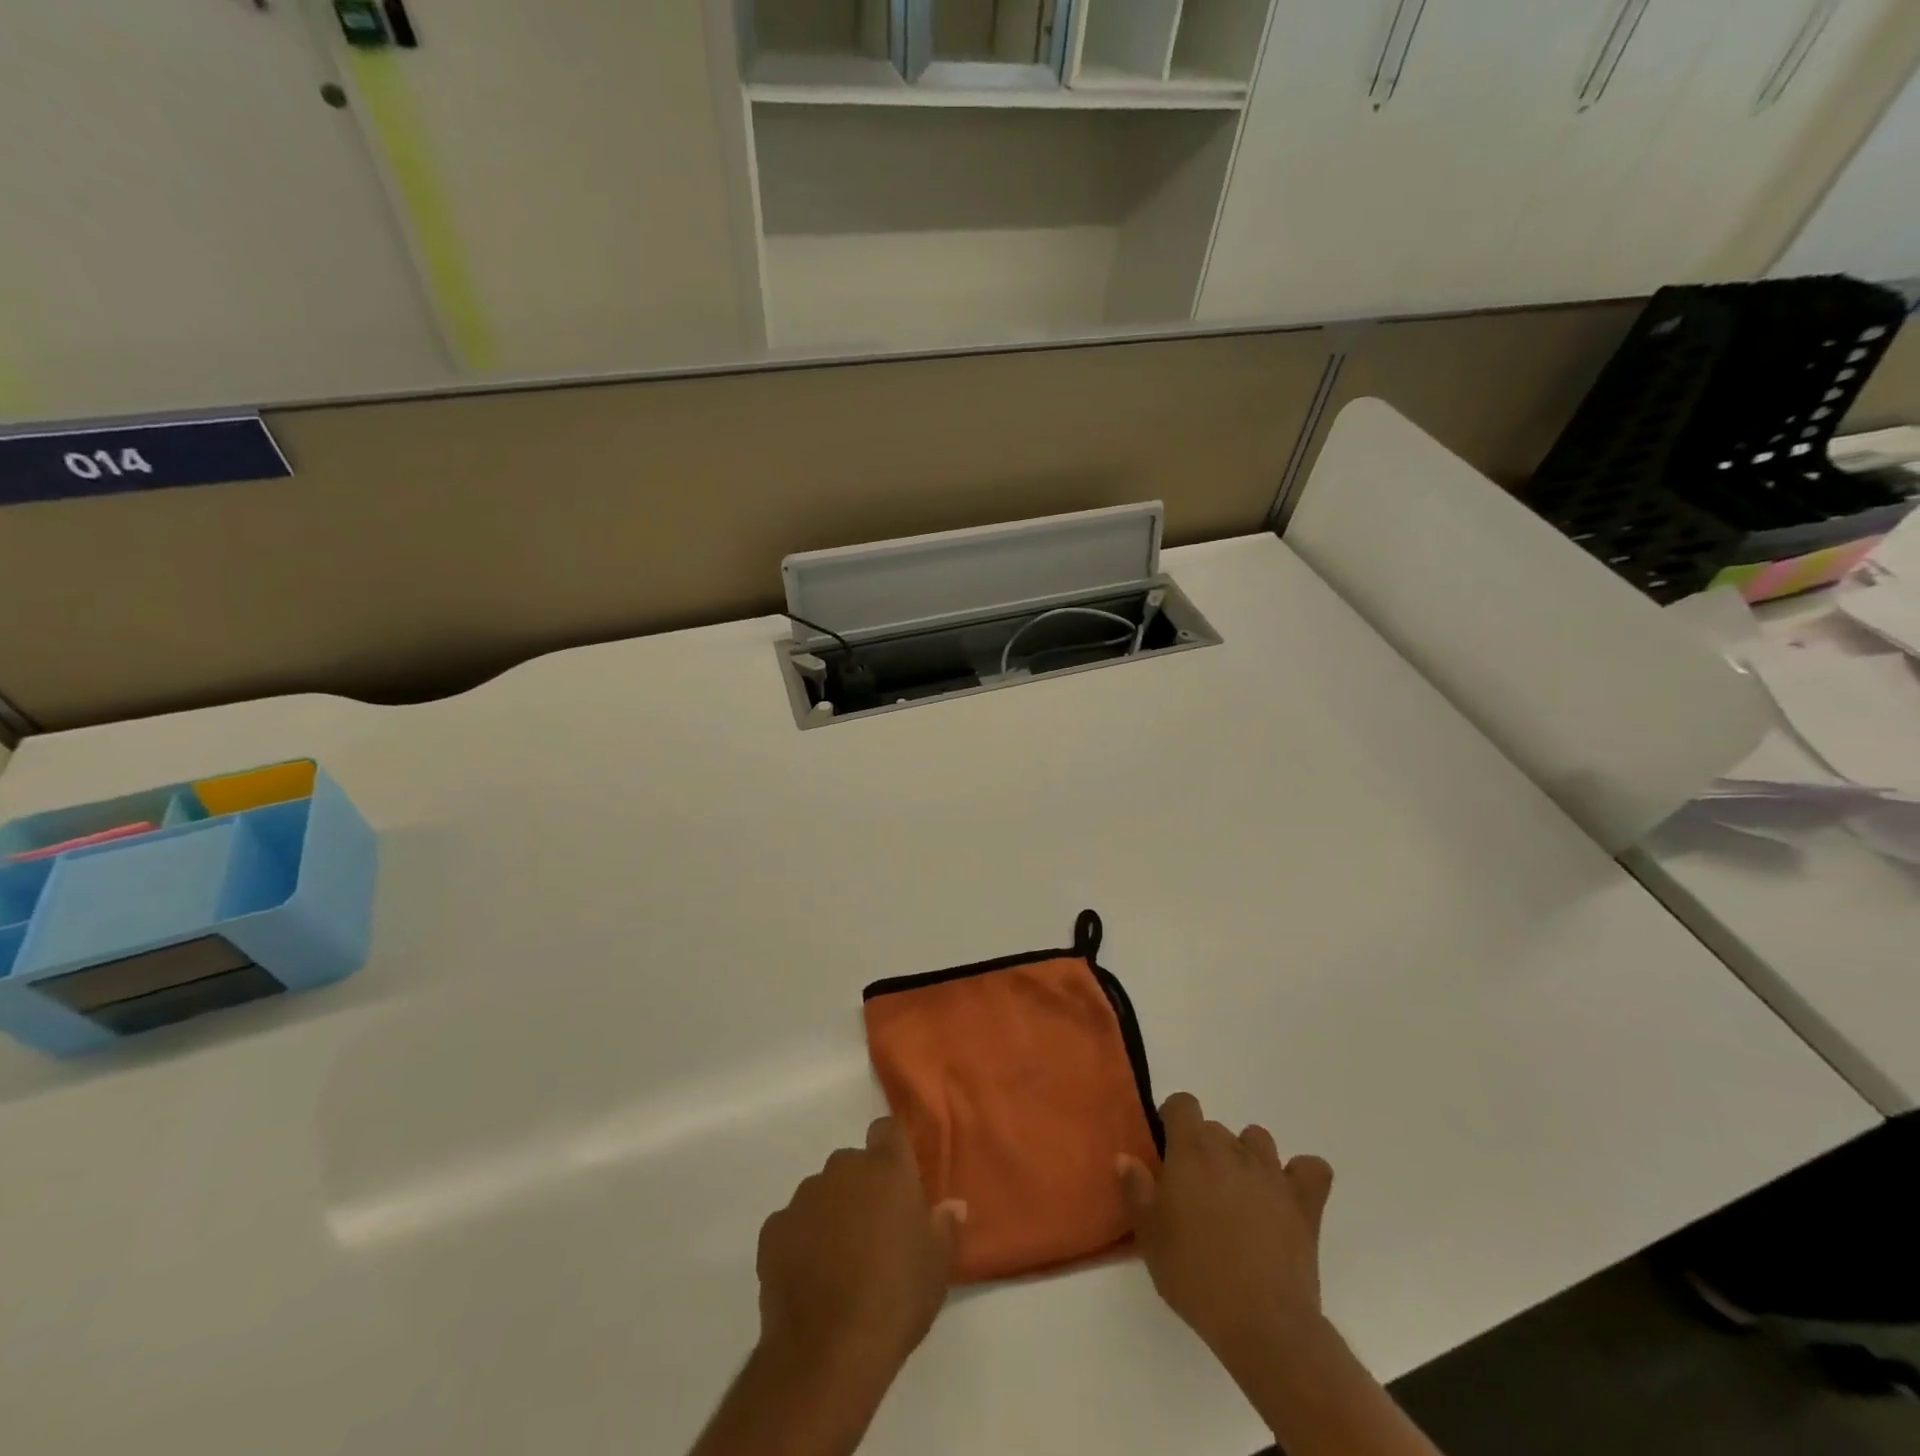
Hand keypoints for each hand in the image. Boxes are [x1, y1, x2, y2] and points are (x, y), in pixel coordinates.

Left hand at [756, 1116, 965, 1385]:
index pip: (887, 1129)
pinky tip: (809, 1279)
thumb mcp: (938, 1266)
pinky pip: (792, 1225)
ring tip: (839, 1263)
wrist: (827, 1352)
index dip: (892, 1149)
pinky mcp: (773, 1230)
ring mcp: (803, 1197)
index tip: (898, 1181)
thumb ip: (945, 1226)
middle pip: (852, 1165)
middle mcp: (843, 1169)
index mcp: (886, 1168)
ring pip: (821, 1193)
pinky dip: (800, 1241)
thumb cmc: (895, 1299)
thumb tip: (952, 1206)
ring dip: (830, 1214)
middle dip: (861, 1189)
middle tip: (873, 1233)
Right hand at [1118, 1091, 1333, 1368]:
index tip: (1166, 1150)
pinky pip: (1312, 1169)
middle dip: (1204, 1148)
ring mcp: (1272, 1174)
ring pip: (1257, 1140)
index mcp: (1191, 1151)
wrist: (1261, 1323)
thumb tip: (1127, 1157)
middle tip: (1197, 1189)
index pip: (1183, 1104)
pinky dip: (1301, 1175)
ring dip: (1246, 1156)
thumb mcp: (1149, 1236)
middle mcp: (1232, 1150)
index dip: (1173, 1119)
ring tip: (1239, 1193)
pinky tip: (1289, 1196)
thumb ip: (1135, 1189)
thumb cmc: (1195, 1275)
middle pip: (1216, 1127)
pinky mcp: (1305, 1203)